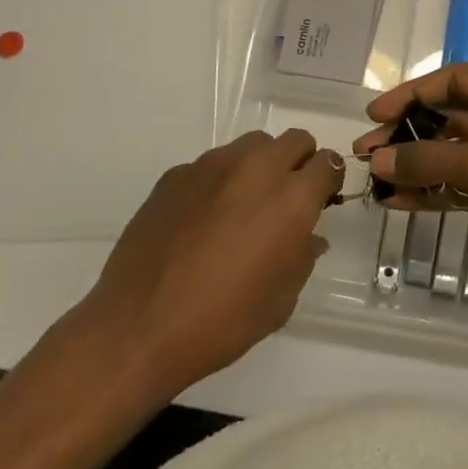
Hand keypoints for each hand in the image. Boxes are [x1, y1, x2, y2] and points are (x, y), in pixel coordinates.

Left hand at [59, 129, 342, 399]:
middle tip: (288, 198)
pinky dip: (220, 181)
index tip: (322, 199)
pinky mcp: (177, 174)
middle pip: (294, 140)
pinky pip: (212, 164)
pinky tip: (202, 219)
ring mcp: (212, 166)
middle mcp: (256, 169)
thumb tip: (309, 237)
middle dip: (300, 162)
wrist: (138, 328)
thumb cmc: (222, 322)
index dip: (329, 180)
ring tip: (244, 204)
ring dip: (261, 165)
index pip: (327, 163)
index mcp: (291, 199)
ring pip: (252, 145)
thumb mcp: (281, 301)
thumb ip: (303, 257)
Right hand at [355, 66, 467, 322]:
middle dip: (410, 133)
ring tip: (375, 179)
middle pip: (453, 116)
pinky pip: (464, 183)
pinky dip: (435, 190)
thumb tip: (378, 160)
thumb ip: (428, 159)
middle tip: (367, 152)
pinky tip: (400, 202)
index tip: (374, 113)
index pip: (456, 80)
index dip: (413, 94)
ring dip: (418, 164)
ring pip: (456, 153)